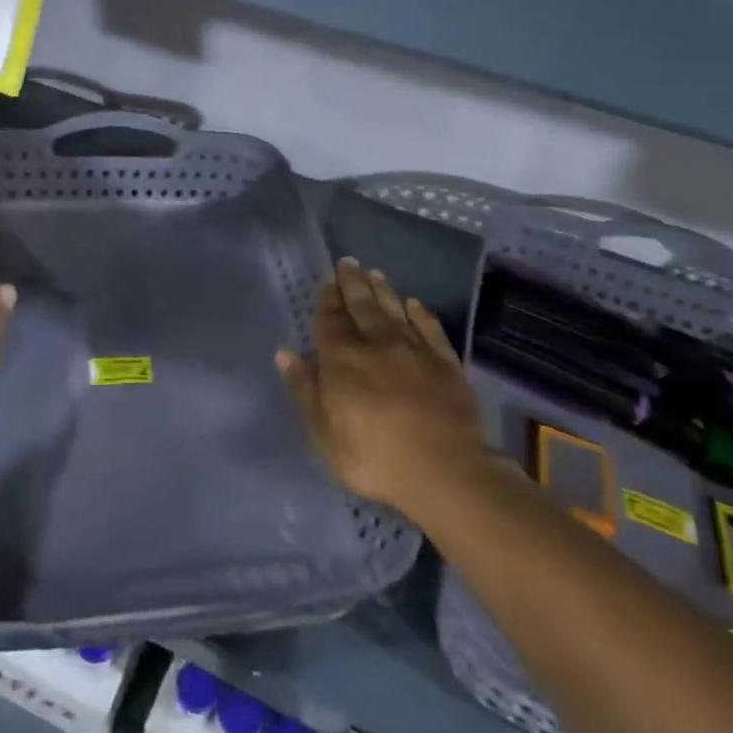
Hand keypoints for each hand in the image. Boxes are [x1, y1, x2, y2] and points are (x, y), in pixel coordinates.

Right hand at [277, 259, 491, 516]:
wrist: (445, 470)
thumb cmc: (373, 456)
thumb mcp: (323, 432)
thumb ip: (305, 389)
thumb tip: (285, 353)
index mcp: (343, 359)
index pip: (331, 321)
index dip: (328, 300)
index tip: (327, 282)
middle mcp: (377, 344)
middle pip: (363, 307)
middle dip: (353, 284)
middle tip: (349, 262)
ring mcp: (415, 352)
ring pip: (395, 311)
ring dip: (384, 291)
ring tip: (376, 273)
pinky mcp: (447, 365)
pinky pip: (431, 330)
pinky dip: (422, 314)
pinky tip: (416, 304)